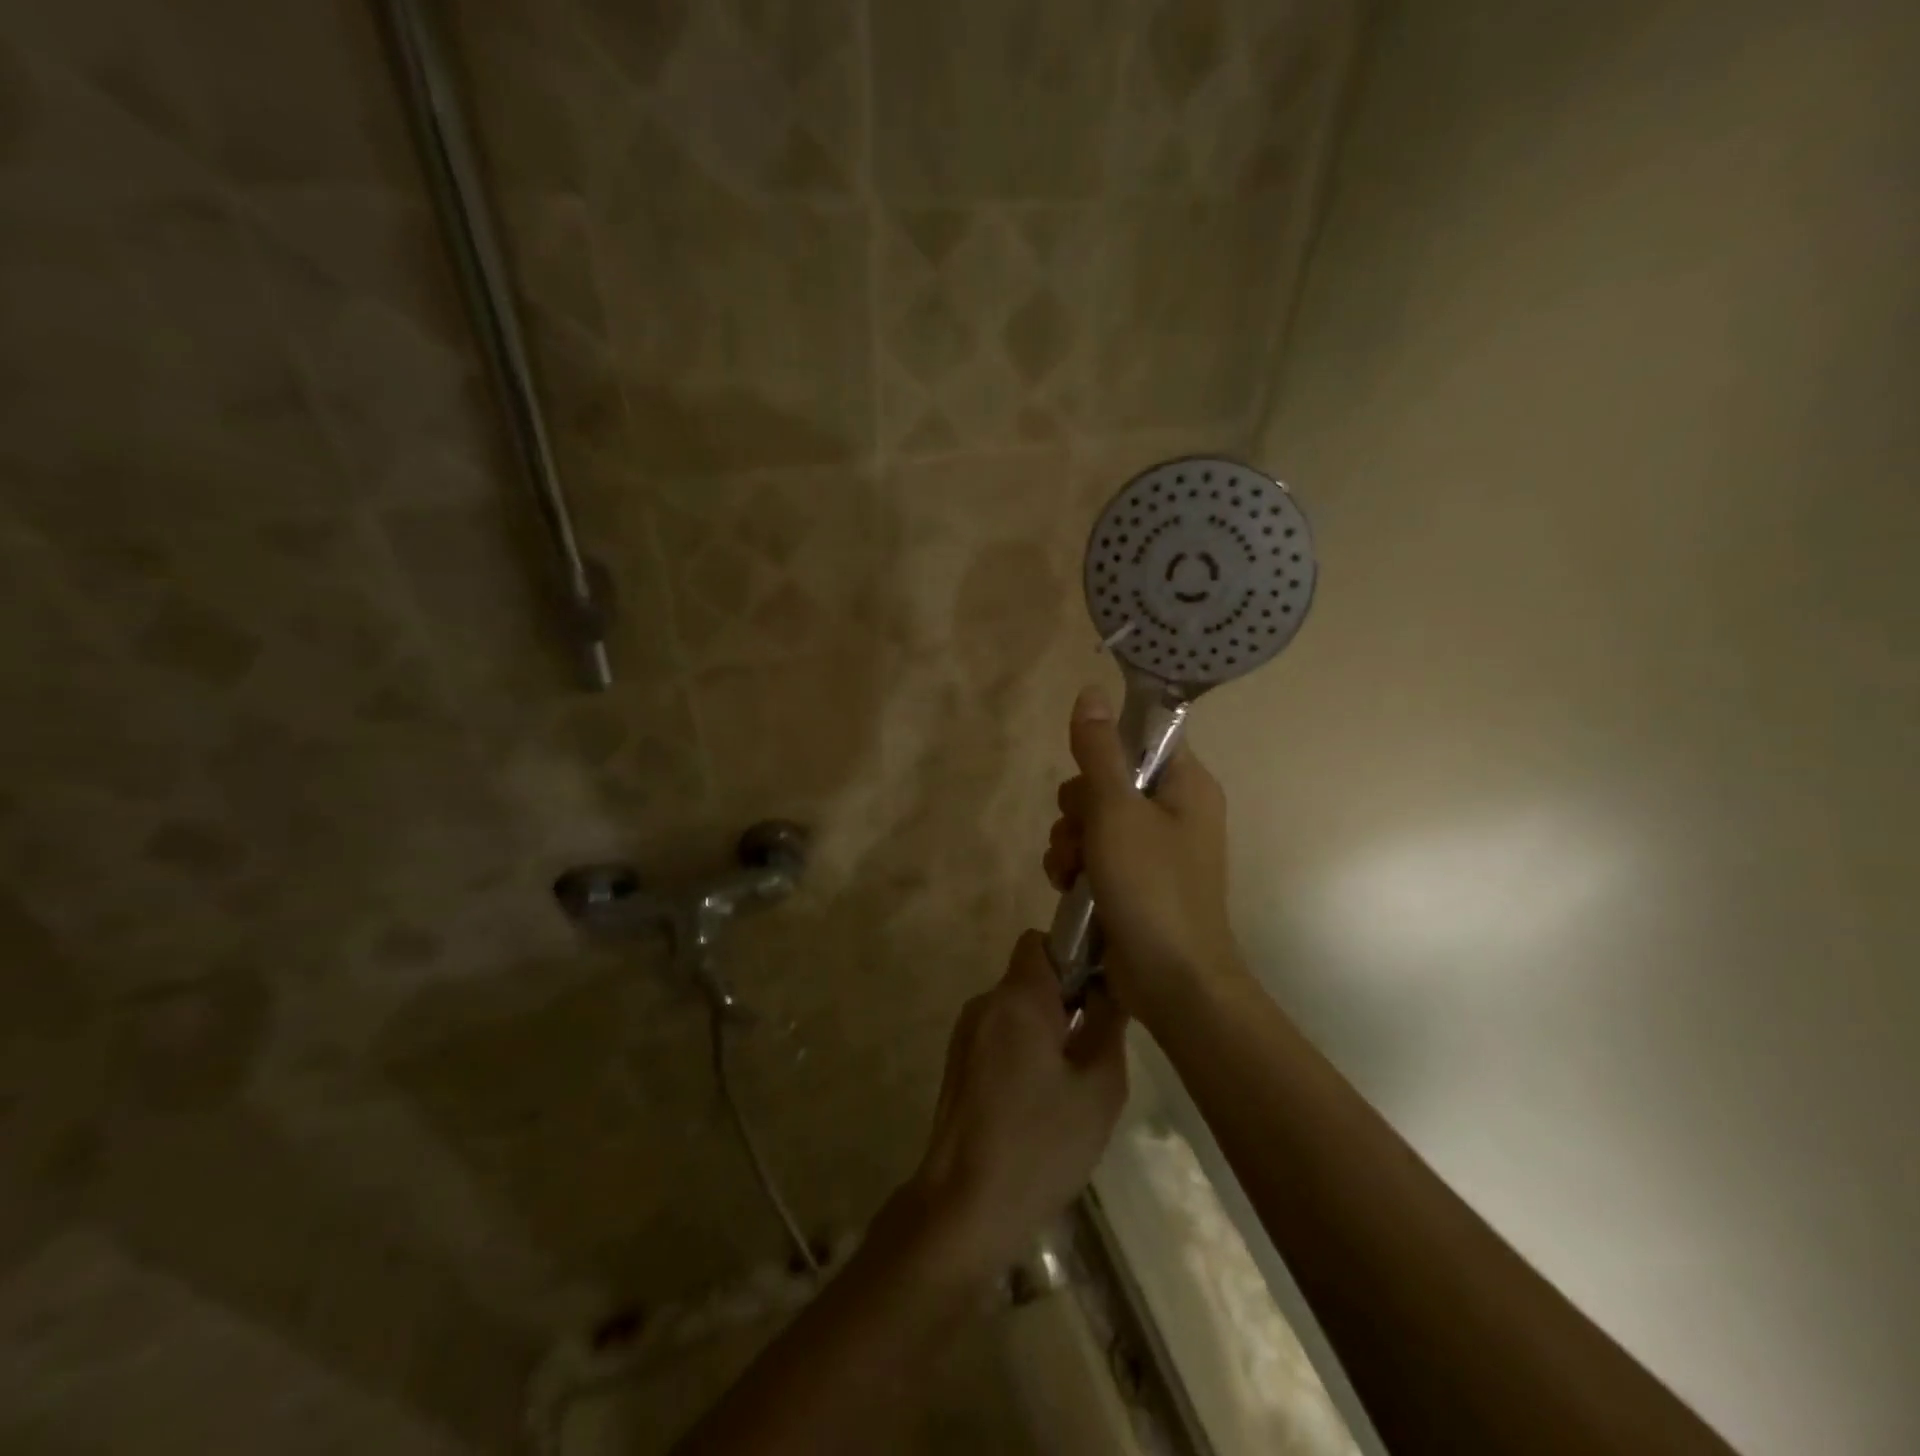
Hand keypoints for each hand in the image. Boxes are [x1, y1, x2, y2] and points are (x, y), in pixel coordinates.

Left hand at [909, 931, 1128, 1281]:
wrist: (964, 1206)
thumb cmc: (1040, 1144)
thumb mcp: (1099, 1087)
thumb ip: (1108, 1024)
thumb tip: (1109, 986)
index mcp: (1017, 998)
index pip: (1041, 941)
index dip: (1073, 955)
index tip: (1098, 992)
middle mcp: (985, 1004)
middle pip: (1030, 977)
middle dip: (1065, 1000)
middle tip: (1094, 1048)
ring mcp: (965, 1034)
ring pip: (1016, 1010)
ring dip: (1046, 1029)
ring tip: (1070, 1084)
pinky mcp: (958, 1063)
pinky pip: (1000, 1036)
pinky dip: (1024, 1050)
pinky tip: (1039, 1102)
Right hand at [1042, 686, 1244, 1021]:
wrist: (1172, 982)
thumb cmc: (1151, 887)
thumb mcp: (1117, 811)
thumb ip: (1099, 751)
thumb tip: (1090, 691)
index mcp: (1186, 785)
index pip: (1143, 737)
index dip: (1106, 747)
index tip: (1084, 771)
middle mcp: (1173, 811)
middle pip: (1107, 780)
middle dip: (1078, 807)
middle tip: (1081, 831)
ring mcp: (1152, 849)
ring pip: (1092, 820)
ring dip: (1069, 841)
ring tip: (1069, 871)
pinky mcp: (1132, 881)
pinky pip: (1092, 854)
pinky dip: (1074, 867)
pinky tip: (1066, 887)